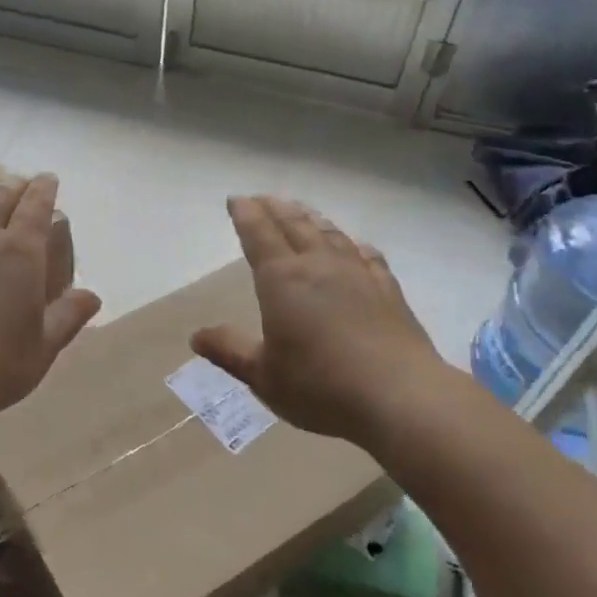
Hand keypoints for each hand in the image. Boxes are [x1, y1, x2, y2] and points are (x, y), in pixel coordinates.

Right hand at [191, 195, 451, 445]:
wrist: (400, 397)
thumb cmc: (321, 387)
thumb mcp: (263, 375)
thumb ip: (230, 351)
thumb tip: (196, 336)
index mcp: (282, 280)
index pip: (259, 235)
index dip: (246, 214)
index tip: (236, 200)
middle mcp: (319, 266)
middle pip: (294, 225)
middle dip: (274, 208)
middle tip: (262, 198)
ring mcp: (358, 275)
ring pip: (329, 234)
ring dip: (310, 218)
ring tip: (300, 211)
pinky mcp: (388, 291)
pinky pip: (367, 255)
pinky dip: (353, 244)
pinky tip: (354, 246)